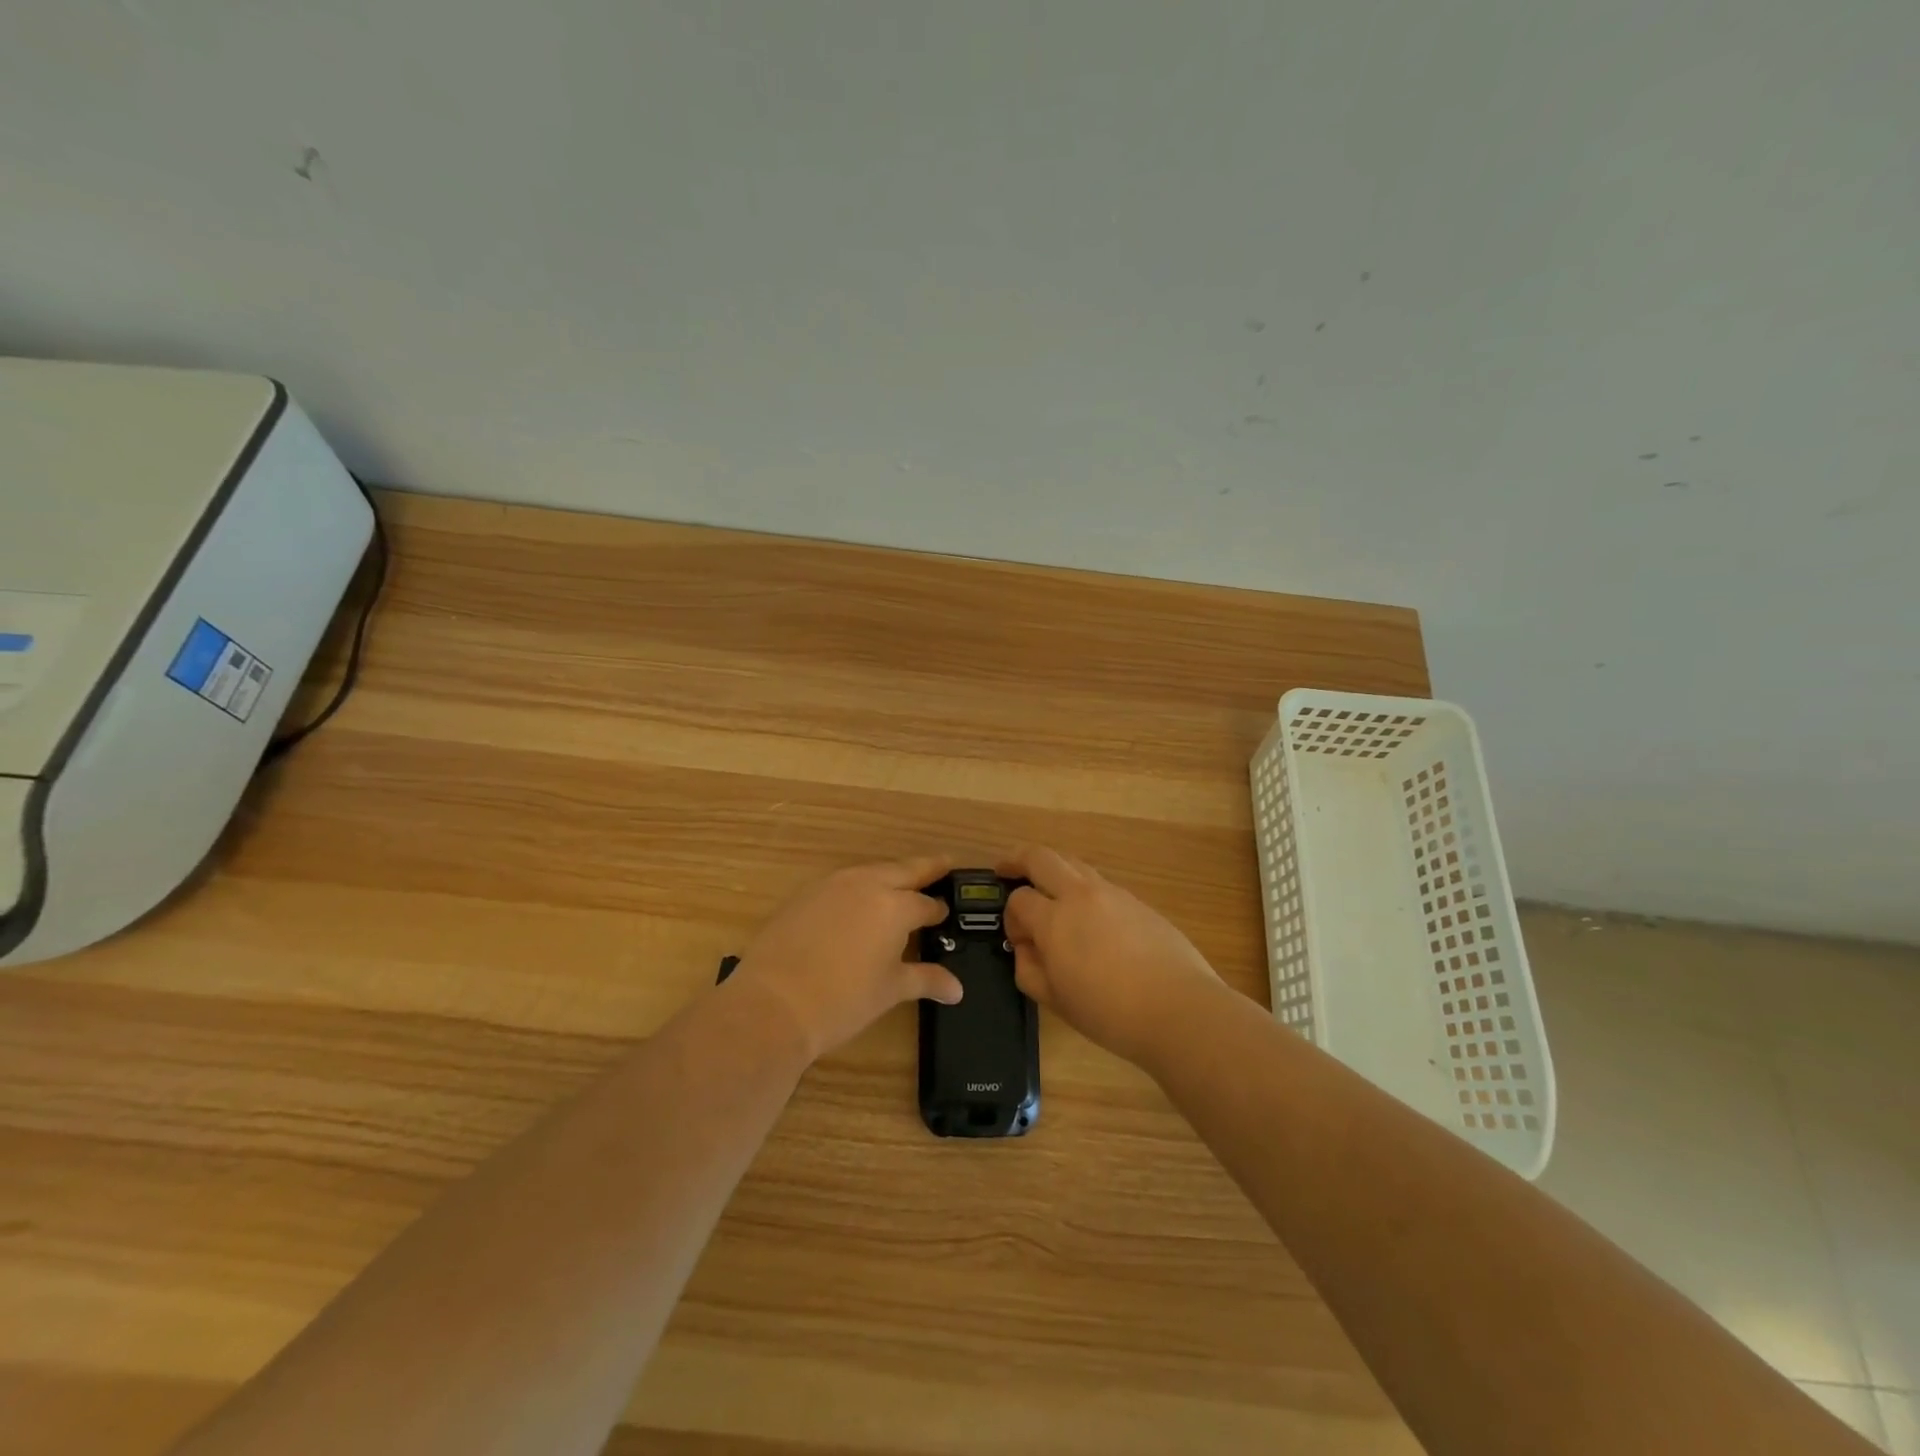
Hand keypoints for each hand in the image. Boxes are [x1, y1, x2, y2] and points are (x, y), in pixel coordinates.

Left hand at [728, 854, 963, 1060]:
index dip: (938, 910)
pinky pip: (842, 882)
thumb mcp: (890, 990)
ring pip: (871, 871)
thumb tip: (957, 990)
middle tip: (945, 864)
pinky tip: (858, 903)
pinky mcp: (806, 893)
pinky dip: (859, 886)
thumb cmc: (842, 1001)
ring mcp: (832, 884)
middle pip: (904, 869)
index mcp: (895, 906)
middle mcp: (867, 884)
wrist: (773, 1003)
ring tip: (901, 884)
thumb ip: (926, 980)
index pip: (926, 903)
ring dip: (890, 875)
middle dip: (926, 868)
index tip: (945, 914)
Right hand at [1000, 844, 1221, 1064]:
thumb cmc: (1110, 1013)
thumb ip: (1029, 969)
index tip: (1018, 939)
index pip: (1019, 899)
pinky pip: (1100, 883)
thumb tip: (1025, 947)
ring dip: (1053, 868)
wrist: (1179, 1009)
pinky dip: (1082, 887)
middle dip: (1018, 859)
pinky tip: (1088, 915)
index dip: (1011, 916)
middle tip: (1006, 869)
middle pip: (1041, 857)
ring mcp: (1112, 893)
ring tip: (1047, 888)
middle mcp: (1080, 895)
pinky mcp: (1137, 901)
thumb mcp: (1056, 1001)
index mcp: (1054, 920)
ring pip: (1073, 863)